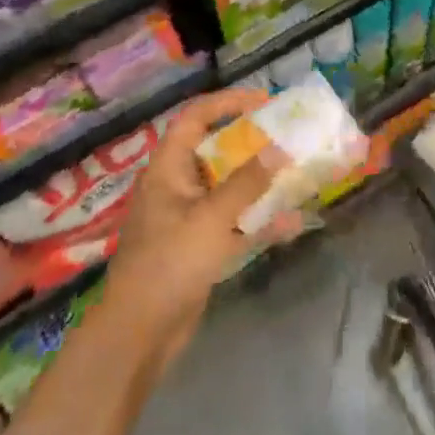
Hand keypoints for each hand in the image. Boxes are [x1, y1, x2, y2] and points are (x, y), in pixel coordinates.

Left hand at [101, 87, 299, 373]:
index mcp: (168, 168)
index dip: (227, 103)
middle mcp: (177, 186)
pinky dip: (258, 222)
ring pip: (228, 188)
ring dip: (259, 183)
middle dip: (251, 144)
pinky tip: (291, 224)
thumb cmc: (170, 262)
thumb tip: (279, 148)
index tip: (264, 102)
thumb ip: (247, 183)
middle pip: (215, 151)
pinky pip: (233, 223)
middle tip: (286, 136)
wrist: (140, 333)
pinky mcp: (198, 248)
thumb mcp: (212, 218)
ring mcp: (187, 218)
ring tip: (295, 173)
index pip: (195, 118)